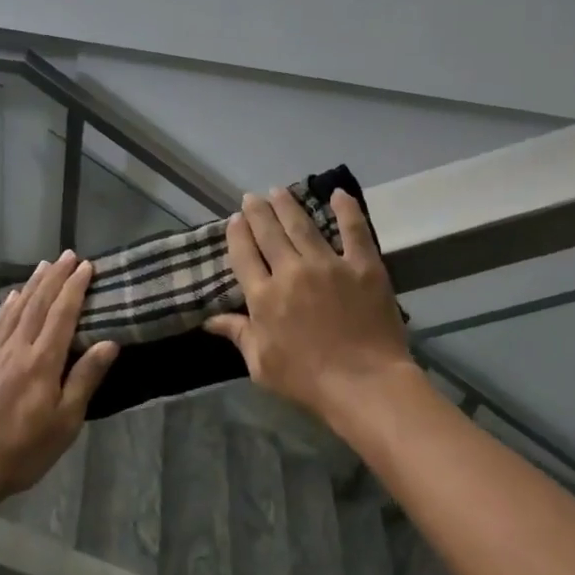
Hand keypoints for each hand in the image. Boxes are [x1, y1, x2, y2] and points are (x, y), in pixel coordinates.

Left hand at [0, 252, 118, 509]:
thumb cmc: (22, 451)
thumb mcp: (64, 423)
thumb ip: (84, 379)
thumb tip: (109, 343)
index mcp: (42, 363)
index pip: (62, 315)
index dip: (75, 288)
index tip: (86, 265)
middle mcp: (16, 350)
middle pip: (38, 305)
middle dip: (55, 278)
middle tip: (67, 254)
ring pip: (15, 310)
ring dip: (31, 285)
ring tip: (43, 265)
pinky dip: (5, 307)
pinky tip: (10, 297)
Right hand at [205, 188, 415, 430]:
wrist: (364, 384)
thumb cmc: (308, 381)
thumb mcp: (261, 365)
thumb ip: (239, 335)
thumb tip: (210, 320)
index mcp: (264, 297)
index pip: (244, 255)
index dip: (237, 234)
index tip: (234, 220)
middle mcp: (291, 272)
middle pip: (269, 233)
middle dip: (258, 212)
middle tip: (252, 197)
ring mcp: (328, 265)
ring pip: (303, 225)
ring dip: (288, 205)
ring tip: (279, 190)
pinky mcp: (363, 266)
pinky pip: (354, 230)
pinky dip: (346, 209)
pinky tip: (338, 193)